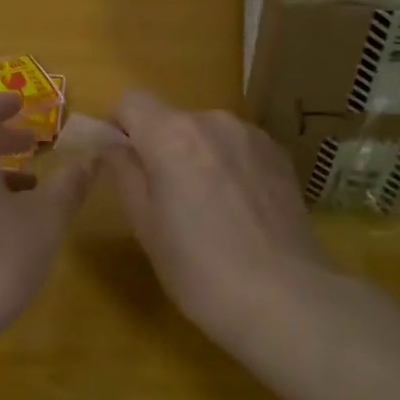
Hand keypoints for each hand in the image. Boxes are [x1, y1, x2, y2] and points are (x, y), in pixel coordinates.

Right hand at [106, 88, 333, 334]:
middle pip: (171, 119)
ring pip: (207, 134)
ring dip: (198, 157)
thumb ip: (125, 172)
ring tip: (209, 209)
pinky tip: (240, 211)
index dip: (119, 126)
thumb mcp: (145, 225)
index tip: (122, 162)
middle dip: (161, 148)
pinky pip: (238, 148)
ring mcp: (252, 136)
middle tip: (166, 200)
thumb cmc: (199, 269)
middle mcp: (213, 121)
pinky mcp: (280, 155)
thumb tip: (113, 143)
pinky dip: (229, 166)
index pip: (131, 100)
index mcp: (172, 134)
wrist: (286, 298)